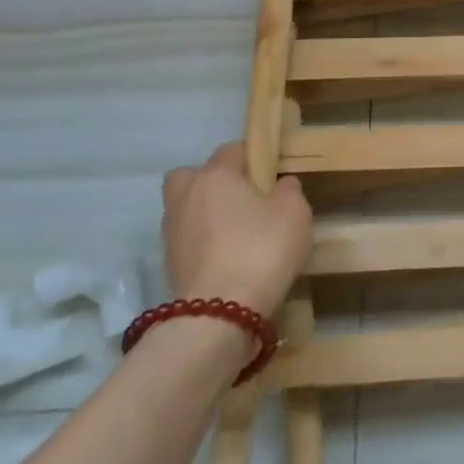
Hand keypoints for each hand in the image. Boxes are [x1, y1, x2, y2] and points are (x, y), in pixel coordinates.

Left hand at [161, 142, 311, 316]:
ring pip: (186, 208)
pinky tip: (228, 257)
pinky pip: (187, 239)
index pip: (231, 150)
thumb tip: (280, 185)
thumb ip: (289, 191)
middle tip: (241, 199)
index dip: (253, 157)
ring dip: (205, 214)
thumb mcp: (295, 212)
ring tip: (236, 233)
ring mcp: (171, 232)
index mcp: (216, 175)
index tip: (271, 174)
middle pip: (191, 176)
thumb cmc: (262, 249)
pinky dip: (202, 242)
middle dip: (211, 182)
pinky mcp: (168, 264)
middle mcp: (186, 196)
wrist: (219, 314)